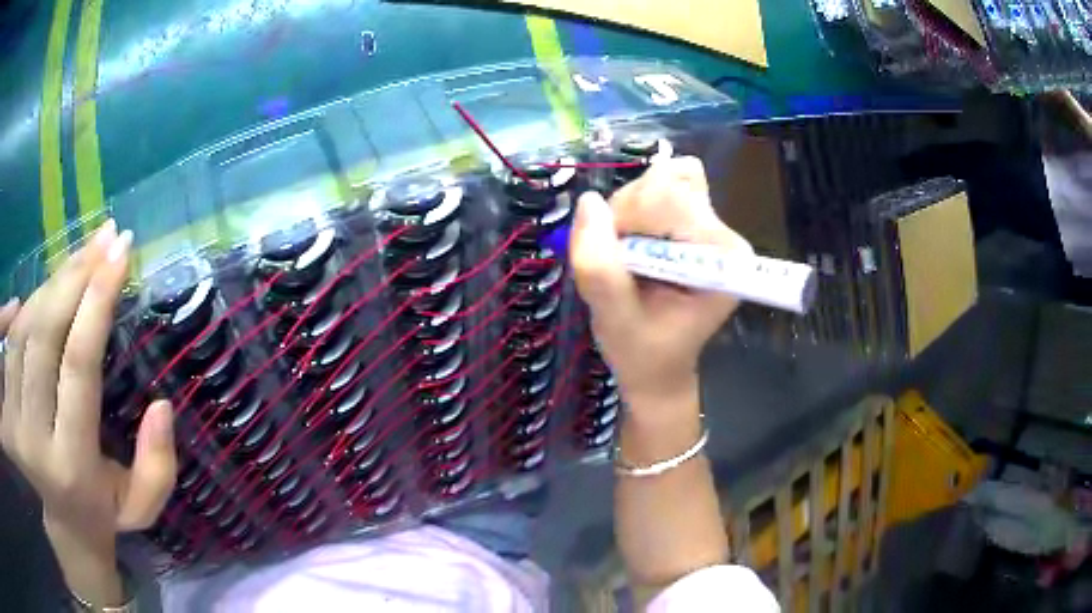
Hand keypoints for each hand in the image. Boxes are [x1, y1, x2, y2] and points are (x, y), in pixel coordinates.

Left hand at [1, 221, 176, 606]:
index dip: (97, 300)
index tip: (121, 251)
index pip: (78, 365)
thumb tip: (162, 405)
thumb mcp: (139, 507)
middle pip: (44, 334)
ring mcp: (13, 421)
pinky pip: (8, 339)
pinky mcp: (5, 408)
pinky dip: (25, 304)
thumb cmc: (100, 513)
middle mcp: (33, 440)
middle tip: (104, 238)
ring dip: (51, 284)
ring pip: (23, 328)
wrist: (62, 531)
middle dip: (75, 275)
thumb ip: (158, 467)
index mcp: (71, 467)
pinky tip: (43, 288)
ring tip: (79, 259)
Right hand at [569, 157, 749, 412]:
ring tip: (625, 258)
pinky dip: (632, 209)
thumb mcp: (614, 319)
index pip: (672, 198)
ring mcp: (710, 223)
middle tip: (619, 259)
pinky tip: (632, 244)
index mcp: (720, 258)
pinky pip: (656, 188)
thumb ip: (599, 266)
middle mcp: (723, 234)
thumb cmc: (642, 353)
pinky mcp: (694, 219)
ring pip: (658, 180)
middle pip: (666, 182)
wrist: (657, 367)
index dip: (628, 217)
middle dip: (627, 214)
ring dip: (627, 213)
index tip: (613, 256)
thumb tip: (588, 202)